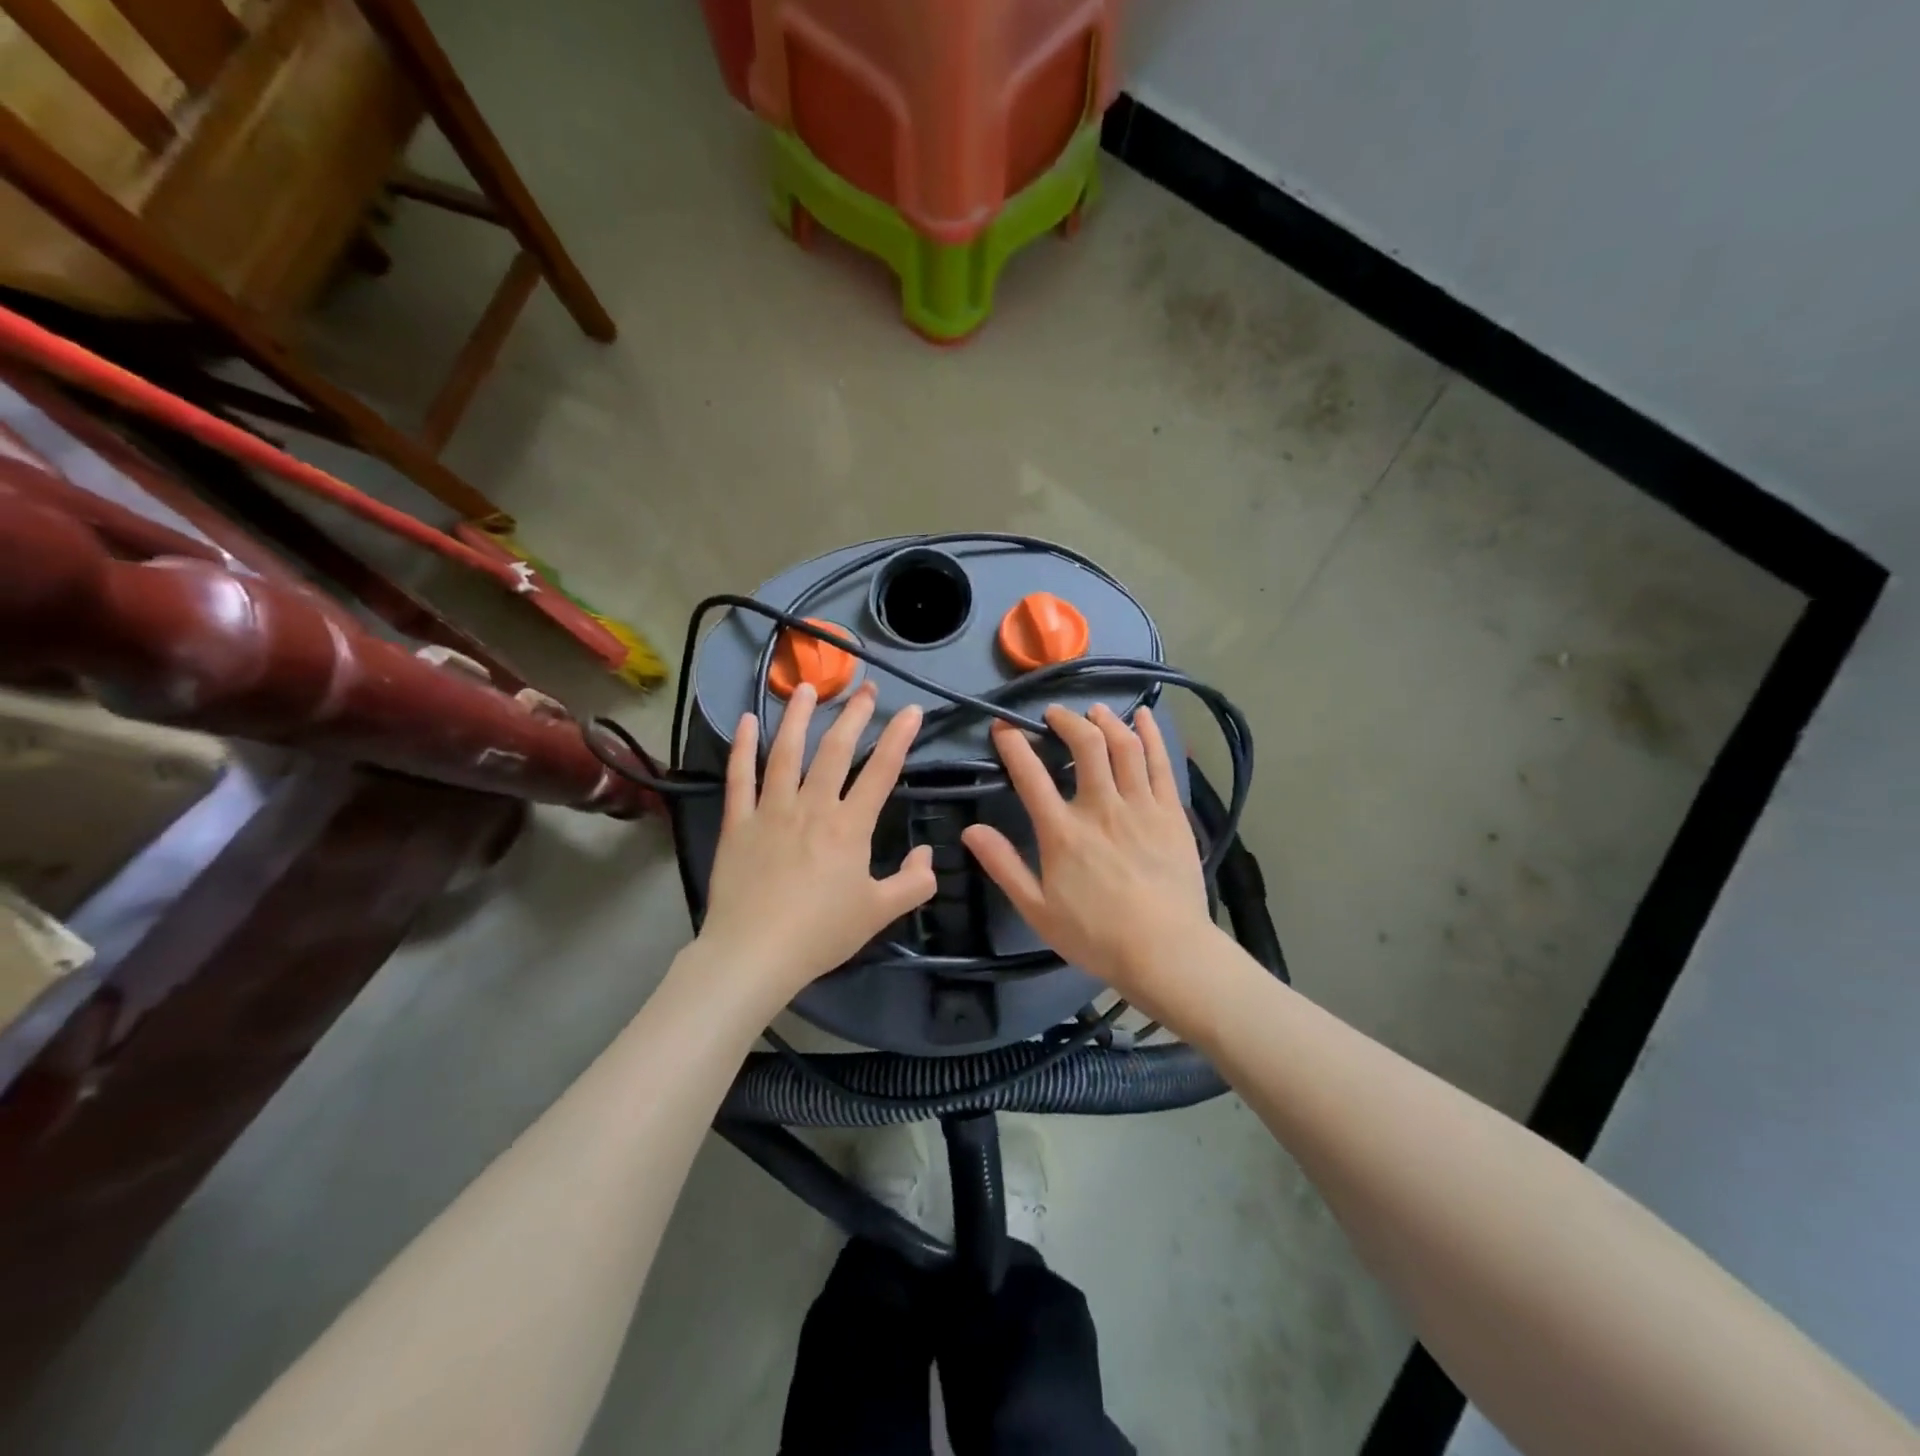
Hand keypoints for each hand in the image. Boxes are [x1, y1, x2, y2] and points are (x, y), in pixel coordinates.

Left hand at [697, 680, 935, 1001]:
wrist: (755, 954)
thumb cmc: (822, 933)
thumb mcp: (880, 913)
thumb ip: (914, 883)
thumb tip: (927, 855)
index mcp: (850, 826)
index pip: (881, 772)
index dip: (899, 738)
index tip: (912, 710)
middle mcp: (812, 807)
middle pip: (835, 751)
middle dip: (854, 715)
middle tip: (865, 688)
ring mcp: (770, 810)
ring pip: (786, 752)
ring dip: (798, 716)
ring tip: (807, 687)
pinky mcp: (737, 823)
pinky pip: (739, 778)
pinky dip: (743, 747)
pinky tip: (748, 720)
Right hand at [962, 704, 1215, 1006]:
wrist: (1166, 952)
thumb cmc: (1096, 936)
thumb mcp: (1037, 910)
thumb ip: (1003, 866)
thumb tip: (970, 830)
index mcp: (1062, 831)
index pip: (1030, 774)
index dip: (1013, 744)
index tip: (1002, 727)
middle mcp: (1100, 807)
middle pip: (1084, 745)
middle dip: (1066, 720)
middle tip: (1054, 715)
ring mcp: (1140, 806)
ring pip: (1123, 745)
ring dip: (1106, 721)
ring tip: (1094, 712)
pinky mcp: (1171, 812)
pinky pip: (1160, 762)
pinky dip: (1150, 734)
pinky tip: (1144, 716)